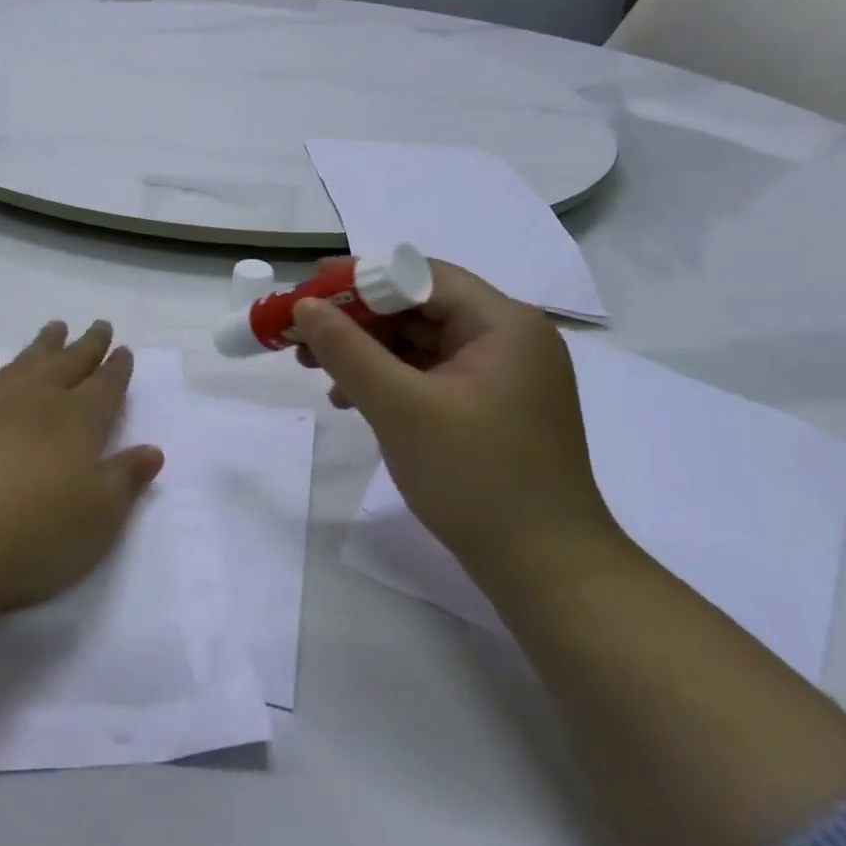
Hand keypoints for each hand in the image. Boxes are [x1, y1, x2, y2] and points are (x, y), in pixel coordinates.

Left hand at [0, 320, 164, 619]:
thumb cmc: (29, 537)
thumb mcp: (97, 521)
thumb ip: (125, 480)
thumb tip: (152, 450)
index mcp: (77, 422)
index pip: (105, 386)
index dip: (117, 369)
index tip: (123, 350)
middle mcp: (35, 401)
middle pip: (68, 364)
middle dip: (87, 345)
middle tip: (99, 325)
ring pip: (23, 362)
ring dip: (42, 346)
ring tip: (55, 328)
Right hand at [294, 261, 620, 577]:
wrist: (544, 569)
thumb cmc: (475, 477)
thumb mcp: (400, 407)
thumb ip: (347, 350)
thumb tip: (304, 306)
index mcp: (504, 324)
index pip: (422, 277)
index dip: (360, 278)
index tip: (307, 290)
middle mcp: (509, 339)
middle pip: (420, 308)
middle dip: (357, 321)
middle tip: (302, 335)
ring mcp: (503, 377)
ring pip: (421, 344)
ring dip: (367, 353)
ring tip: (315, 369)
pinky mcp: (492, 408)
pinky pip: (431, 376)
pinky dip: (390, 381)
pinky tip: (351, 400)